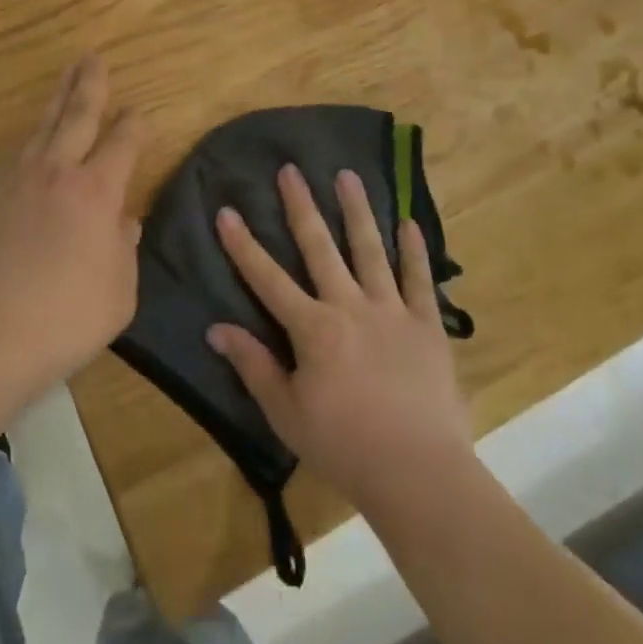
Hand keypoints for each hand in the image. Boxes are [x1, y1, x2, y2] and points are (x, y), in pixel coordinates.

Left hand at [0, 55, 142, 385]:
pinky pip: (18, 153)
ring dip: (58, 98)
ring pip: (43, 126)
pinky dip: (32, 135)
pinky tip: (34, 134)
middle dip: (89, 84)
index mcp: (98, 191)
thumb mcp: (120, 290)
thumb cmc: (69, 315)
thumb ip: (124, 248)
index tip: (138, 113)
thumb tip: (124, 222)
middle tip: (93, 57)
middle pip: (77, 115)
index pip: (122, 143)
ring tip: (66, 76)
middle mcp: (60, 172)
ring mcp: (21, 181)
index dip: (133, 124)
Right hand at [207, 165, 473, 512]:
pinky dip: (415, 250)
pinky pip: (419, 280)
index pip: (267, 278)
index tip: (227, 210)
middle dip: (301, 206)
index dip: (243, 245)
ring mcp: (391, 311)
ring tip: (347, 175)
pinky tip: (409, 223)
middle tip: (291, 169)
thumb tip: (216, 329)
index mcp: (313, 328)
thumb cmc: (344, 447)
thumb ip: (253, 366)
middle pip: (320, 247)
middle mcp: (349, 306)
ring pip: (370, 249)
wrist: (418, 474)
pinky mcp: (426, 325)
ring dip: (357, 210)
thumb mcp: (287, 414)